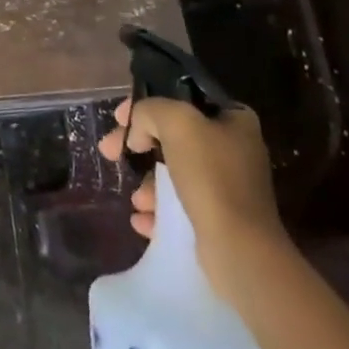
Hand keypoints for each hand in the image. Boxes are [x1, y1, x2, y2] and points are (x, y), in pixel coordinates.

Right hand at [97, 97, 288, 297]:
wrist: (239, 249)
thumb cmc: (211, 176)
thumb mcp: (175, 121)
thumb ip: (149, 111)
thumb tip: (138, 133)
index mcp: (234, 120)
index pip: (180, 98)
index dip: (146, 105)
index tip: (118, 118)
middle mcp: (234, 150)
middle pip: (171, 136)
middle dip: (137, 145)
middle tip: (108, 151)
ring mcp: (227, 187)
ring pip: (172, 173)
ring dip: (148, 184)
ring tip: (138, 201)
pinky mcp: (219, 219)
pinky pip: (179, 205)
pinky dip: (157, 210)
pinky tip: (143, 220)